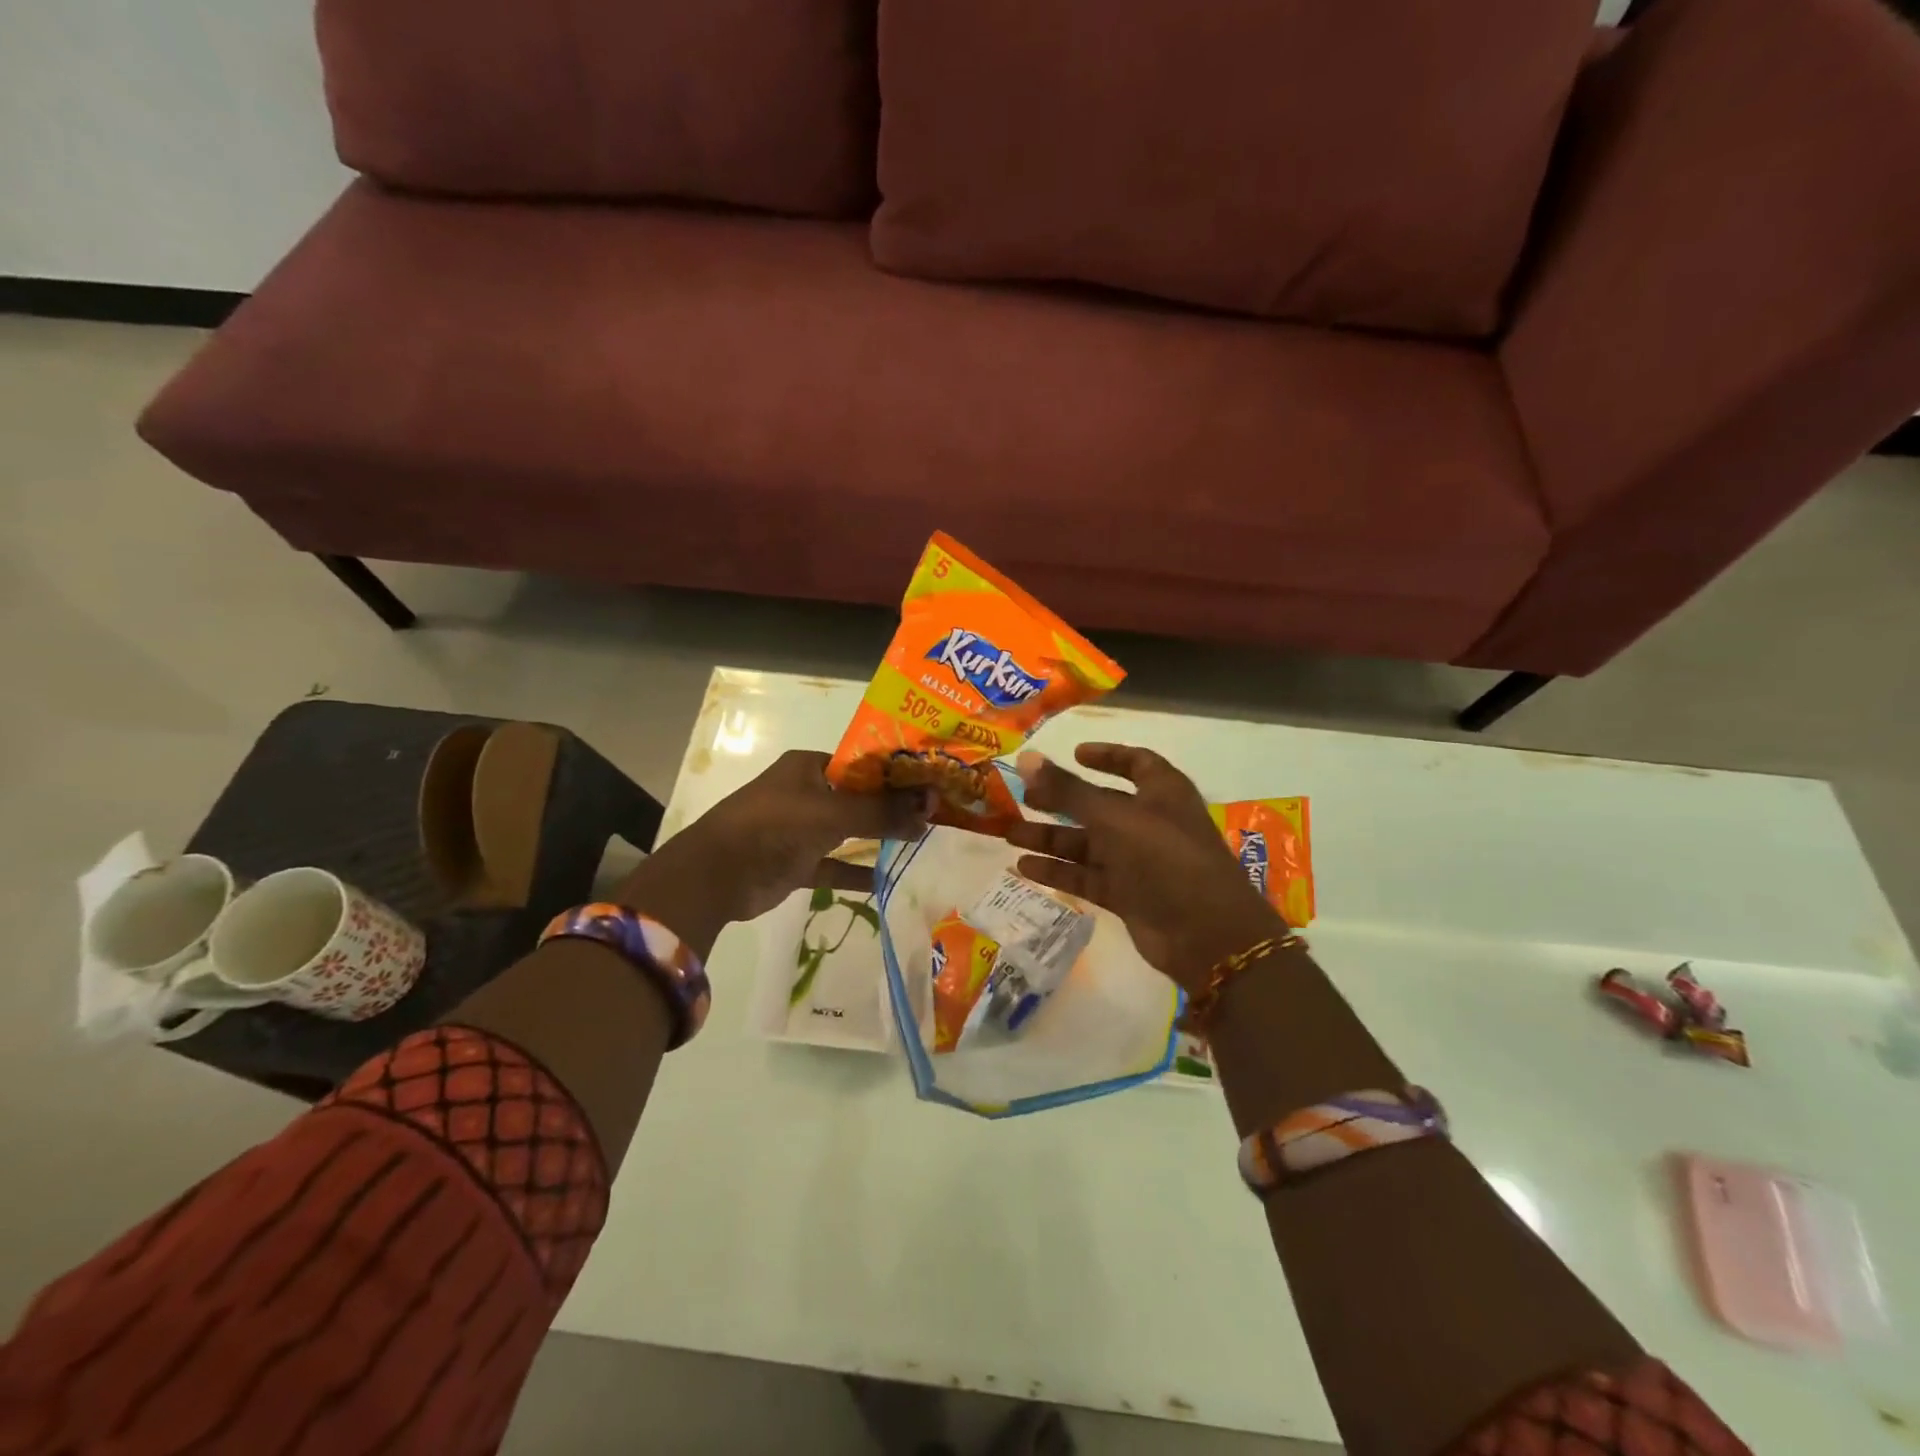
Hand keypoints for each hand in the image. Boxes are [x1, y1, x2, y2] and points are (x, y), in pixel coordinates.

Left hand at [616, 751, 932, 951]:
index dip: (897, 772)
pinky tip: (889, 881)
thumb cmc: (773, 826)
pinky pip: (834, 866)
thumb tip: (929, 809)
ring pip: (849, 831)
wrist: (715, 874)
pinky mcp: (796, 863)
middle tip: (936, 813)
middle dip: (893, 806)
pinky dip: (857, 874)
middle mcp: (806, 792)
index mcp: (810, 766)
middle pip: (859, 797)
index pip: (863, 763)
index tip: (932, 782)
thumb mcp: (831, 813)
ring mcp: (800, 829)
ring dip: (879, 838)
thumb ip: (880, 812)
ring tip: (922, 842)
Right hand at [1006, 744, 1283, 993]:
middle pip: (1100, 804)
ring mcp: (1139, 861)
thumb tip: (1026, 757)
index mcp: (1162, 792)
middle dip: (1062, 800)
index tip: (1072, 753)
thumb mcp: (1113, 818)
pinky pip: (1086, 876)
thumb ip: (1068, 790)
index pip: (1135, 762)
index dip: (1106, 755)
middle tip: (1023, 796)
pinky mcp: (1127, 895)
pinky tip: (1024, 868)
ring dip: (1050, 837)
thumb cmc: (1164, 858)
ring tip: (1009, 834)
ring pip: (1088, 843)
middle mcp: (1149, 822)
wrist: (1206, 934)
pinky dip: (1058, 871)